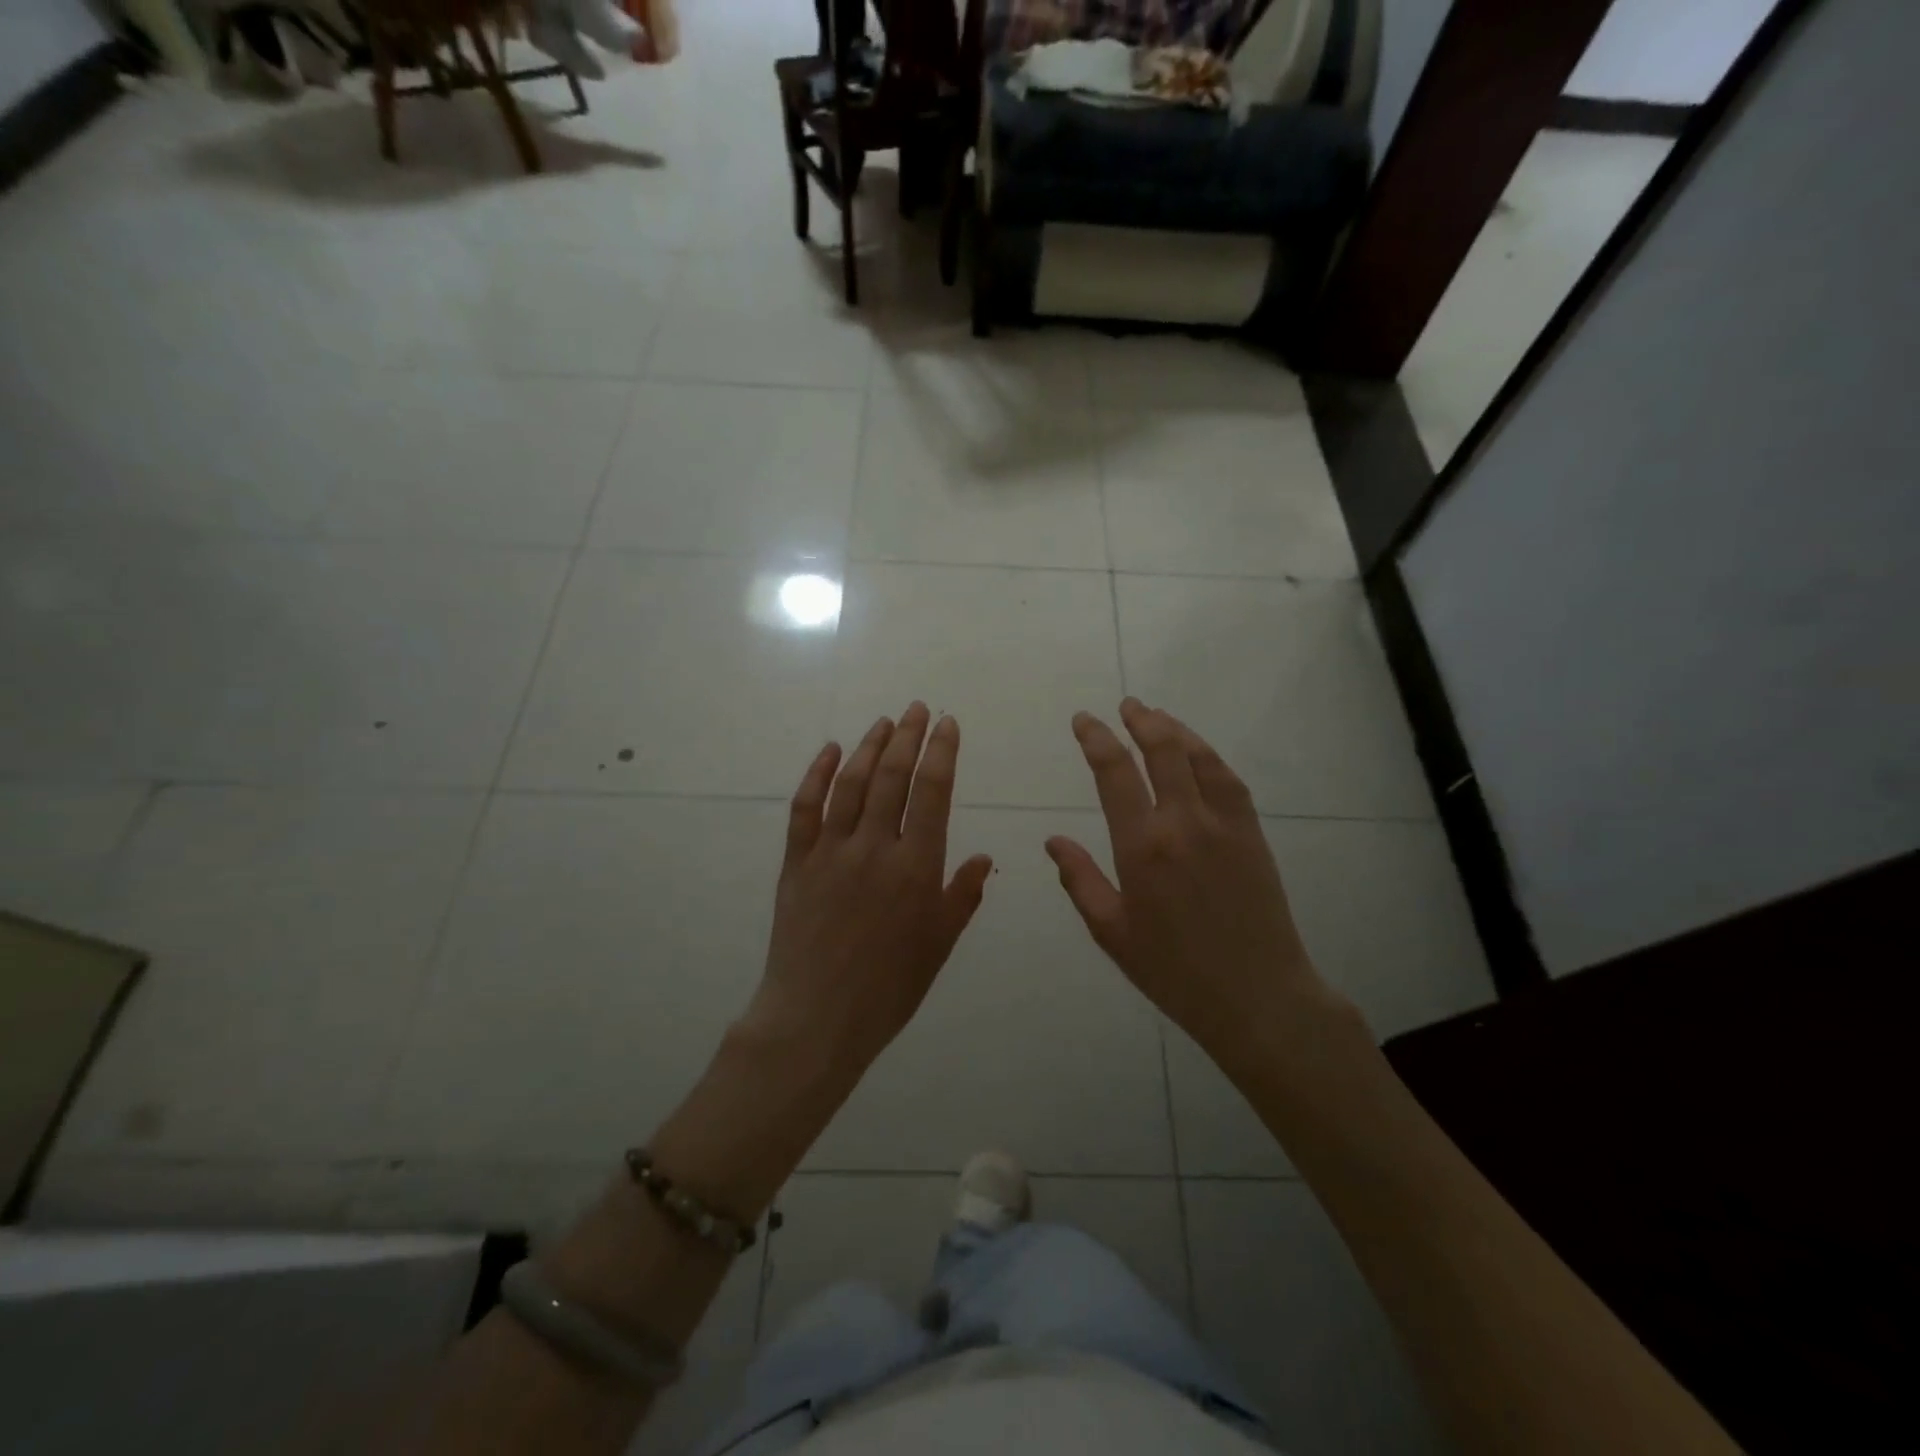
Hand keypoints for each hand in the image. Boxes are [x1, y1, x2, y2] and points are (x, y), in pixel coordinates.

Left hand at [741, 702, 993, 1081]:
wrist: (817, 1018)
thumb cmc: (889, 987)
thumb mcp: (939, 945)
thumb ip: (962, 896)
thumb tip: (983, 857)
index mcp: (915, 867)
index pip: (933, 793)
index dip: (942, 752)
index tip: (948, 724)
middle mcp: (874, 848)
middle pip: (892, 777)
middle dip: (908, 737)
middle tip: (918, 708)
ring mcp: (831, 852)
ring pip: (851, 784)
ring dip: (869, 747)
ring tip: (885, 722)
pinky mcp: (797, 862)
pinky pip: (805, 809)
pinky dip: (816, 775)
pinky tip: (828, 751)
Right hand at [1046, 699, 1362, 1069]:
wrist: (1257, 995)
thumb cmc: (1173, 970)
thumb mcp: (1112, 932)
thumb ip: (1080, 880)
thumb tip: (1053, 840)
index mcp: (1142, 847)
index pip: (1114, 773)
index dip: (1096, 739)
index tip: (1084, 720)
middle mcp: (1183, 823)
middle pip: (1161, 750)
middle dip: (1139, 720)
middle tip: (1125, 705)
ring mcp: (1224, 824)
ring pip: (1198, 757)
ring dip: (1174, 729)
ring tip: (1156, 715)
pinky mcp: (1252, 833)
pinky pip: (1228, 779)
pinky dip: (1208, 755)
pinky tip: (1197, 752)